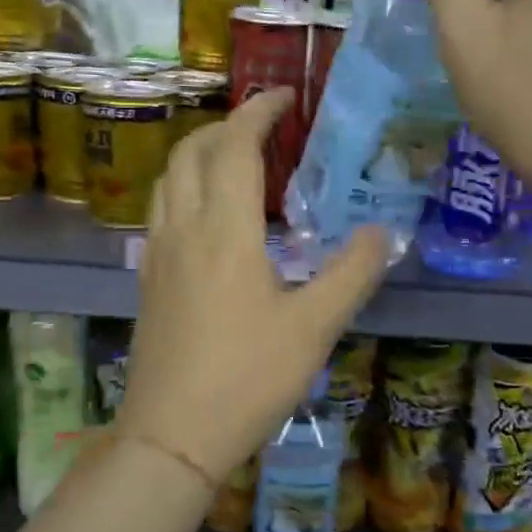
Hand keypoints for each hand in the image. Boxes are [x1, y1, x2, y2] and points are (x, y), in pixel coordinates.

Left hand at [116, 90, 389, 479]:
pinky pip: (162, 210)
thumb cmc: (247, 378)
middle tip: (265, 127)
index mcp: (224, 231)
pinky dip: (186, 186)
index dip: (258, 112)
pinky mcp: (149, 280)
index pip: (235, 147)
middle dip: (225, 125)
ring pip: (169, 179)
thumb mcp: (314, 327)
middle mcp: (183, 229)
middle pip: (191, 151)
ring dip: (200, 153)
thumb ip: (352, 273)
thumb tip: (382, 233)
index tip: (285, 95)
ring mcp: (158, 255)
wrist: (171, 435)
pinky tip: (211, 216)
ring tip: (237, 161)